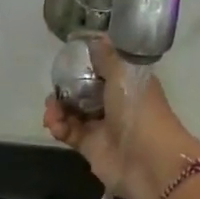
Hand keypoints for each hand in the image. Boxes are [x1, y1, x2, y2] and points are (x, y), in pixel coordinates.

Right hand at [42, 38, 199, 198]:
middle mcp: (115, 102)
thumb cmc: (139, 110)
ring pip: (72, 112)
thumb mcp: (124, 74)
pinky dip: (59, 127)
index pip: (103, 68)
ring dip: (58, 108)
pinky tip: (55, 124)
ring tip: (52, 111)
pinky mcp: (90, 147)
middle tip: (55, 88)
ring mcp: (102, 126)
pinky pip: (68, 132)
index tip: (67, 59)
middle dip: (65, 88)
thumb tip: (95, 37)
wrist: (147, 161)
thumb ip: (107, 57)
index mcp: (128, 82)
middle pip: (83, 90)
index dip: (85, 63)